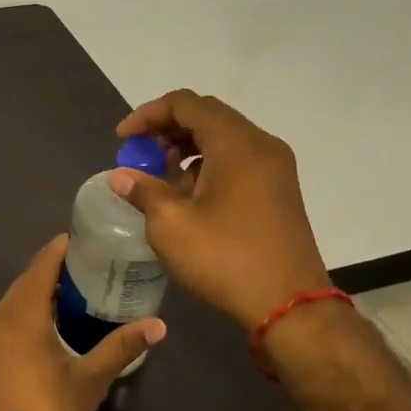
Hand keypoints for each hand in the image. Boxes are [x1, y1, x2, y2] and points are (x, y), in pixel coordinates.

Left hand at [0, 235, 164, 410]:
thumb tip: (158, 325)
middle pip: (27, 282)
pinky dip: (26, 318)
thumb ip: (121, 347)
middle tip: (94, 271)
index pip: (42, 263)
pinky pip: (4, 324)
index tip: (91, 241)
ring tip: (77, 299)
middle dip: (57, 273)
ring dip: (41, 297)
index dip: (65, 248)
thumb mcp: (89, 381)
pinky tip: (49, 333)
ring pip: (14, 304)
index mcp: (20, 313)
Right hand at [109, 89, 332, 333]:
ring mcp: (275, 167)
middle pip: (207, 116)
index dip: (148, 114)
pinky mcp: (279, 189)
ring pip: (224, 137)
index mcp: (236, 143)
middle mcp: (261, 145)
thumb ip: (143, 190)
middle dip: (167, 129)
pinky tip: (190, 194)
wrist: (289, 306)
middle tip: (140, 154)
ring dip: (187, 147)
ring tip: (161, 176)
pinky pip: (238, 158)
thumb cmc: (225, 258)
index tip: (123, 140)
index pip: (185, 104)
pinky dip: (209, 163)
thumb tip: (122, 176)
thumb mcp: (170, 224)